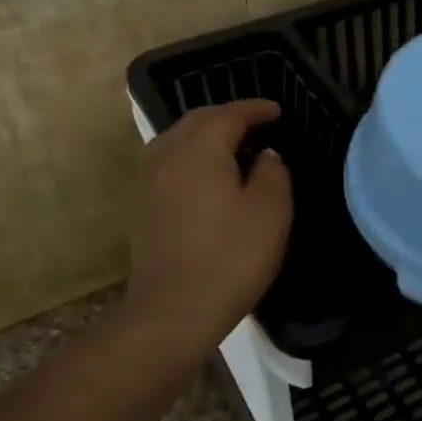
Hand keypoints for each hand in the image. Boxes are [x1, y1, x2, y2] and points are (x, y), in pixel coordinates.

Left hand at [119, 99, 292, 355]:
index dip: (255, 109)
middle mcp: (167, 155)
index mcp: (199, 150)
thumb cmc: (230, 257)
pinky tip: (210, 176)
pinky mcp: (143, 207)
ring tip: (234, 145)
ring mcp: (148, 182)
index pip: (228, 114)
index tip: (277, 111)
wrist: (173, 311)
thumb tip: (265, 155)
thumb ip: (273, 173)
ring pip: (178, 140)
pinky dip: (193, 157)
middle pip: (197, 121)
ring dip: (206, 135)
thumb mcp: (270, 211)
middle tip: (258, 123)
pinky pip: (170, 163)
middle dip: (228, 116)